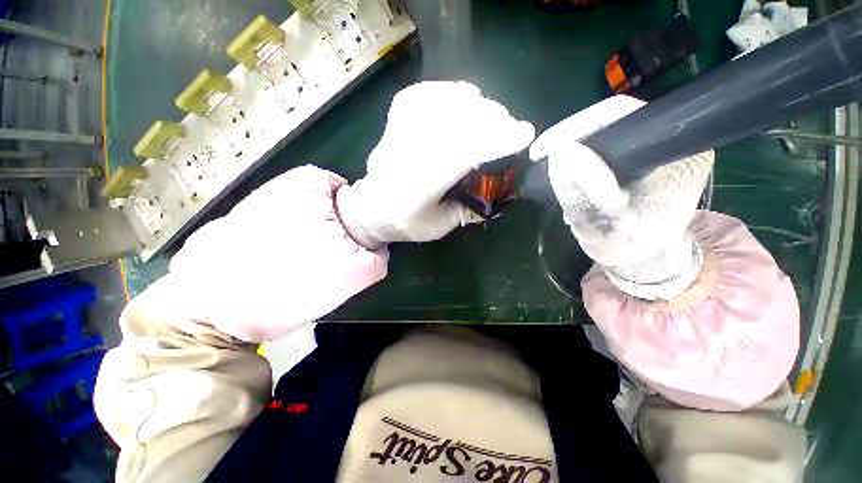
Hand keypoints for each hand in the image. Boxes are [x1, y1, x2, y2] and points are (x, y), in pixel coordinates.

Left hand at [337, 81, 535, 248]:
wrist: (370, 208)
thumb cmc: (403, 223)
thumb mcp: (437, 227)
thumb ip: (465, 211)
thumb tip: (495, 193)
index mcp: (417, 187)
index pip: (461, 154)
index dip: (495, 141)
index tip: (524, 135)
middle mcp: (405, 154)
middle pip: (455, 124)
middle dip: (491, 121)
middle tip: (511, 127)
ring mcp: (397, 134)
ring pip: (441, 106)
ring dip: (475, 107)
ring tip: (493, 114)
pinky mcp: (393, 122)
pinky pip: (421, 95)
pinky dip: (447, 91)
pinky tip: (464, 96)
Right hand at [529, 96, 713, 300]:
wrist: (639, 257)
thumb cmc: (628, 246)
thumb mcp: (608, 227)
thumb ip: (589, 194)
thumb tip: (562, 151)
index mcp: (677, 153)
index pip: (624, 117)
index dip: (578, 127)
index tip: (542, 149)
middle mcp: (669, 142)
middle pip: (611, 120)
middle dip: (569, 138)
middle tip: (539, 157)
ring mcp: (651, 148)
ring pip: (602, 133)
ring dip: (569, 148)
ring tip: (546, 167)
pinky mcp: (635, 158)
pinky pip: (599, 146)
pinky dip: (575, 156)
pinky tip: (561, 170)